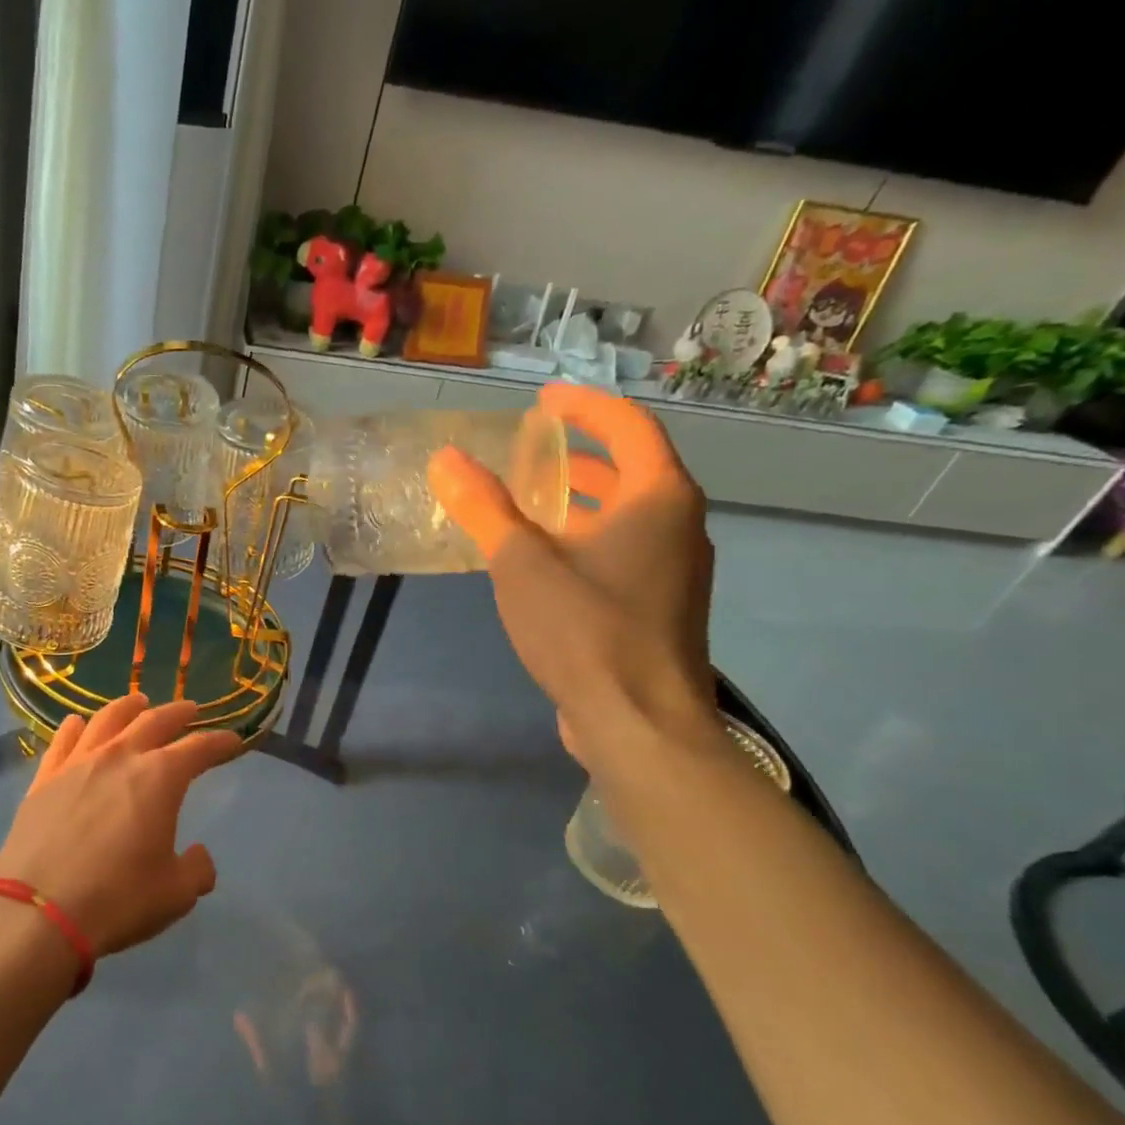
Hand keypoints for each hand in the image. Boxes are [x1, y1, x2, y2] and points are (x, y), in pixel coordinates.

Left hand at [0, 694, 243, 956]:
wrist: (38, 912)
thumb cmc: (118, 899)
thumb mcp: (175, 894)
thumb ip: (196, 869)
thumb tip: (199, 856)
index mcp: (160, 777)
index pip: (199, 748)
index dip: (219, 743)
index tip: (233, 741)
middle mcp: (120, 757)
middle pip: (153, 721)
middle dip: (177, 713)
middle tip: (190, 709)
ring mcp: (78, 764)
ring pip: (107, 720)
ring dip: (128, 708)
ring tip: (137, 703)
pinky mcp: (44, 779)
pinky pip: (62, 740)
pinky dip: (75, 727)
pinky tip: (77, 723)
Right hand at [427, 382, 719, 771]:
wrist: (639, 722)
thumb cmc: (585, 630)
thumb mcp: (521, 563)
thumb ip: (484, 508)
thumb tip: (446, 458)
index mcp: (658, 498)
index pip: (628, 426)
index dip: (584, 407)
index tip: (542, 402)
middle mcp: (679, 525)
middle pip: (631, 469)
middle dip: (579, 455)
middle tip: (528, 451)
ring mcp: (675, 570)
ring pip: (626, 515)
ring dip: (580, 500)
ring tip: (528, 500)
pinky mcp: (659, 607)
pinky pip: (622, 551)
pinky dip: (586, 538)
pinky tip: (544, 562)